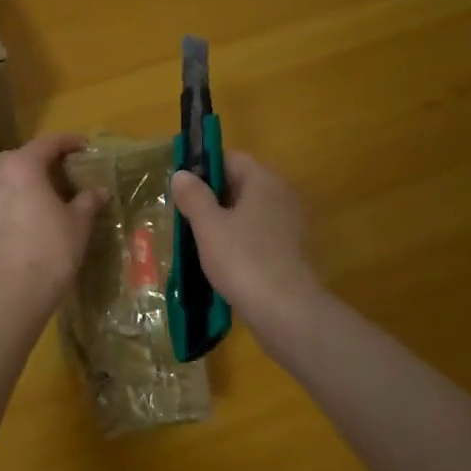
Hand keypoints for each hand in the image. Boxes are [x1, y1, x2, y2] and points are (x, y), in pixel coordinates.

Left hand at [0, 132, 106, 307]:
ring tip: (33, 203)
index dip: (68, 142)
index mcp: (21, 168)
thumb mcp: (78, 226)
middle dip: (37, 162)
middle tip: (56, 176)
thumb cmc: (50, 252)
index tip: (83, 146)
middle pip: (16, 159)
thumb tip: (98, 192)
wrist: (8, 296)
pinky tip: (14, 230)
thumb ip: (87, 202)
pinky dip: (2, 212)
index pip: (47, 143)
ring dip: (16, 187)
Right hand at [170, 153, 323, 341]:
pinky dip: (238, 241)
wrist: (286, 311)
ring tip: (195, 239)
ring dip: (223, 221)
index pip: (231, 158)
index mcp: (263, 181)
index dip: (204, 166)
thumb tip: (182, 174)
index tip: (180, 185)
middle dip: (211, 196)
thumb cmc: (244, 260)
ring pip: (248, 212)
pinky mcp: (290, 251)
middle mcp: (281, 195)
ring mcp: (289, 225)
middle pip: (241, 184)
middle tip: (182, 214)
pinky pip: (257, 235)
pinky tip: (219, 260)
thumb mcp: (209, 226)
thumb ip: (194, 196)